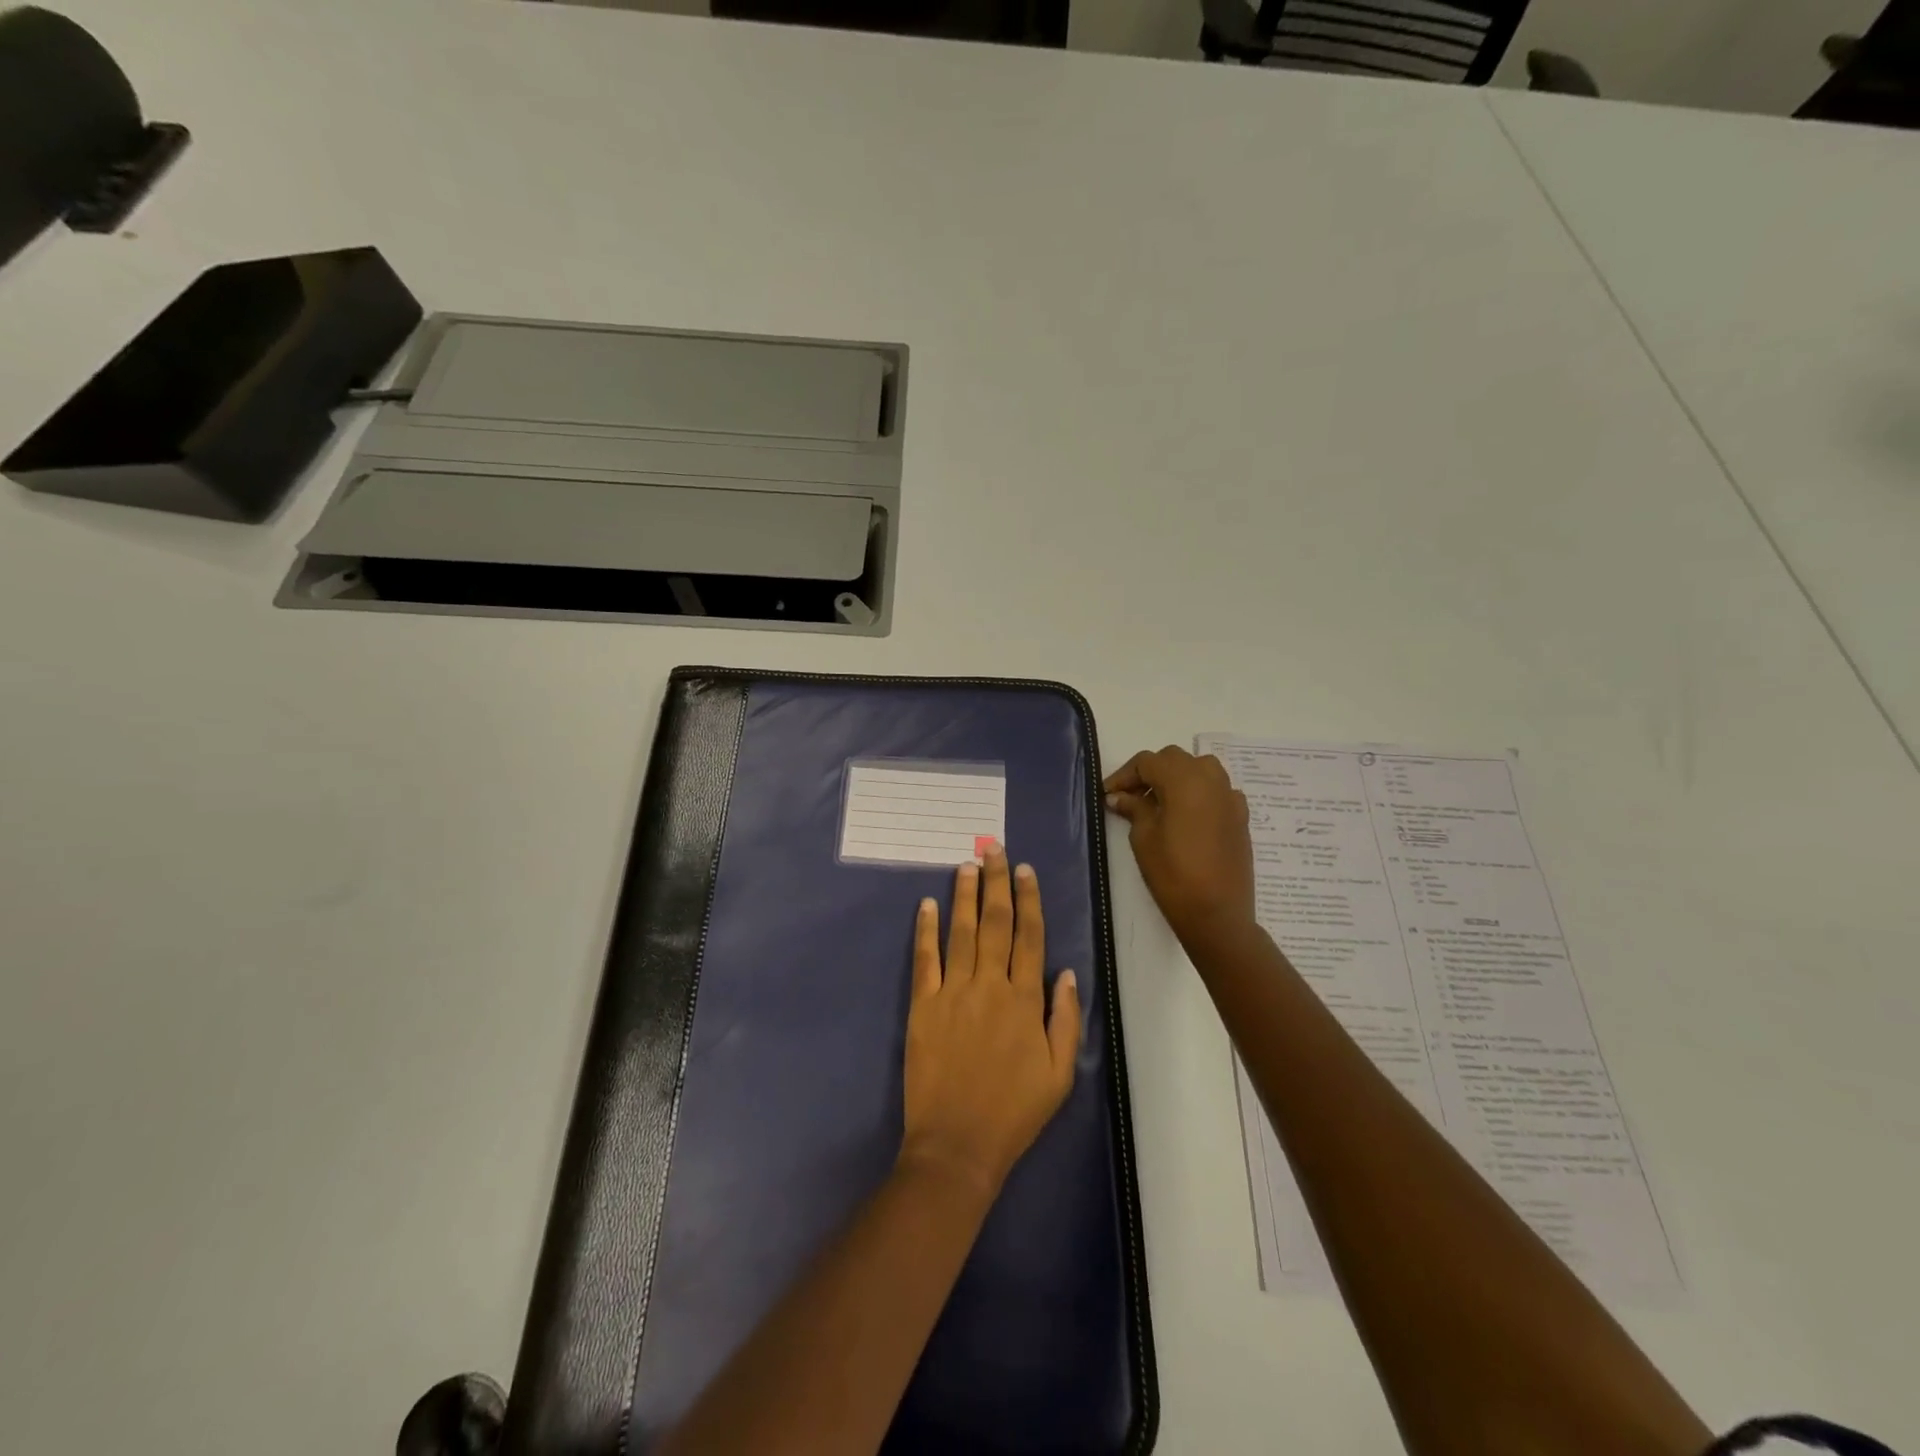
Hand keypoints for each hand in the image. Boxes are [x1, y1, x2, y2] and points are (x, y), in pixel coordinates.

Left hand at [900, 845, 1081, 1196]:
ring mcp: (953, 992)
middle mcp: (990, 985)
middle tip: (994, 849)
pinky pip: (925, 959)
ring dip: (964, 896)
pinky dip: (925, 930)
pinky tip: (926, 905)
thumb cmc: (1014, 1112)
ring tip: (966, 865)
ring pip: (961, 932)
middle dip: (996, 882)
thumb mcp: (1059, 1074)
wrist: (957, 1145)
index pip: (1030, 936)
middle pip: (996, 923)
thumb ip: (1065, 1018)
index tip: (1025, 870)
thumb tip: (1065, 972)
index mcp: (1025, 1000)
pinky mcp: (922, 1006)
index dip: (1029, 899)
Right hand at [1104, 746, 1255, 950]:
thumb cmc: (1173, 874)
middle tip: (1130, 797)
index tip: (1108, 794)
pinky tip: (1187, 815)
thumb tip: (1120, 796)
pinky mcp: (1241, 815)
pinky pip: (1217, 790)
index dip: (1124, 774)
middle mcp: (1211, 779)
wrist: (1217, 914)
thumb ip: (1134, 808)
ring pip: (1200, 768)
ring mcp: (1230, 796)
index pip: (1148, 761)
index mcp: (1184, 780)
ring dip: (1176, 777)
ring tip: (1159, 802)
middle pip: (1175, 759)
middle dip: (1150, 772)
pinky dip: (1199, 793)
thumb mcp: (1144, 838)